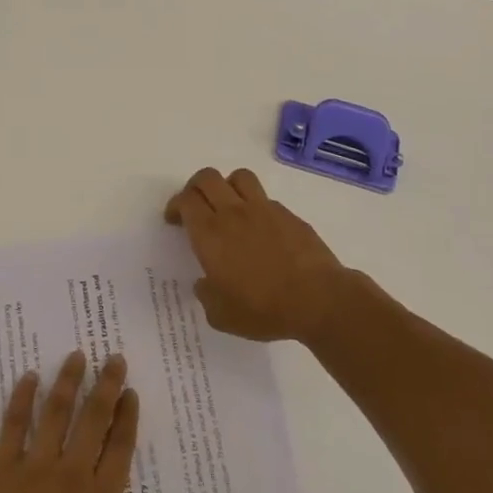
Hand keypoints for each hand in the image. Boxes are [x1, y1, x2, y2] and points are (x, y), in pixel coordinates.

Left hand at [0, 352, 158, 492]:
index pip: (120, 448)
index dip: (127, 416)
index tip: (131, 392)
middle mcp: (71, 477)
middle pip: (94, 419)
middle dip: (107, 385)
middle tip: (113, 358)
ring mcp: (35, 469)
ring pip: (57, 412)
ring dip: (68, 380)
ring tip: (76, 355)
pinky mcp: (1, 469)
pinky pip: (14, 424)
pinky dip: (22, 397)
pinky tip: (28, 377)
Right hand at [165, 167, 349, 341]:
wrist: (317, 299)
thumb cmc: (263, 309)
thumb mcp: (222, 315)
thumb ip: (206, 296)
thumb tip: (204, 283)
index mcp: (210, 234)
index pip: (186, 200)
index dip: (176, 205)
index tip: (175, 219)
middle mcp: (233, 212)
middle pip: (207, 178)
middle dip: (195, 187)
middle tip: (195, 206)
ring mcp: (263, 209)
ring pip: (238, 177)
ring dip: (227, 186)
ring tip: (228, 205)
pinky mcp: (288, 214)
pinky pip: (265, 198)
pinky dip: (256, 205)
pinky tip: (260, 229)